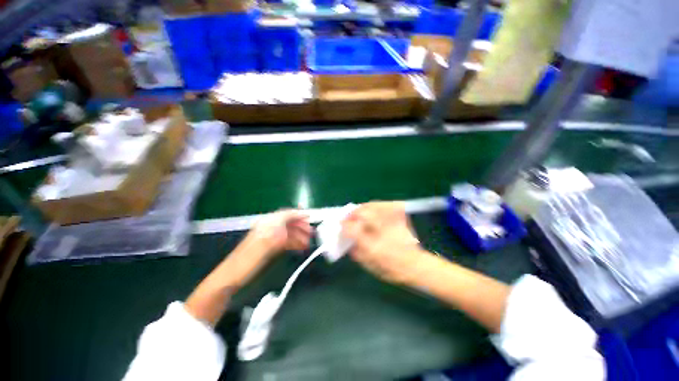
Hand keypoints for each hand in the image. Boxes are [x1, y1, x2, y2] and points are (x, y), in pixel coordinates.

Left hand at [245, 209, 312, 256]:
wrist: (236, 271)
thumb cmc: (253, 253)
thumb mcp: (271, 235)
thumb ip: (286, 223)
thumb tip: (300, 216)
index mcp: (269, 221)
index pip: (288, 214)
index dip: (299, 215)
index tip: (310, 218)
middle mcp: (271, 226)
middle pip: (289, 223)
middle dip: (302, 227)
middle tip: (312, 233)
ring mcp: (271, 236)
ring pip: (289, 233)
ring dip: (300, 236)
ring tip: (308, 243)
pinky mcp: (271, 246)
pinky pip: (286, 241)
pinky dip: (294, 243)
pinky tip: (301, 247)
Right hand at [342, 202, 428, 283]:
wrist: (416, 265)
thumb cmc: (392, 269)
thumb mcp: (371, 267)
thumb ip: (357, 253)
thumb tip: (349, 242)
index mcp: (373, 246)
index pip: (353, 229)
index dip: (345, 225)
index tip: (341, 224)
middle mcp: (382, 231)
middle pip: (363, 213)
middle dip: (352, 213)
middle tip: (349, 216)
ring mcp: (393, 221)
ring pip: (373, 205)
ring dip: (363, 207)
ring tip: (359, 211)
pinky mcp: (400, 216)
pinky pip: (385, 205)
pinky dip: (376, 205)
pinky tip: (372, 208)